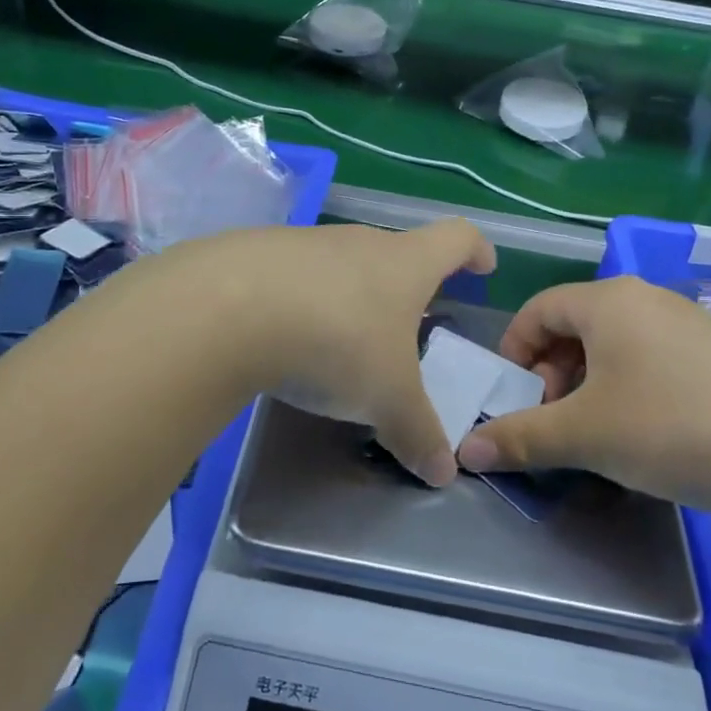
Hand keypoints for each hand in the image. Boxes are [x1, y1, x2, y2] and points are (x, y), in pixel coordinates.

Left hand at [173, 220, 494, 486]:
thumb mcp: (387, 399)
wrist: (229, 307)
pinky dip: (301, 301)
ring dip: (350, 295)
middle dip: (407, 284)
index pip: (456, 238)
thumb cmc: (336, 342)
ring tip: (343, 339)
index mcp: (405, 262)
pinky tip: (286, 336)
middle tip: (408, 323)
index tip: (482, 267)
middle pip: (396, 252)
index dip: (475, 250)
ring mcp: (305, 243)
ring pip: (342, 264)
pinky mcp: (257, 255)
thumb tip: (444, 473)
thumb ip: (418, 433)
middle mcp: (359, 242)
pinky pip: (293, 276)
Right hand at [457, 277, 710, 519]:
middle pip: (576, 326)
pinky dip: (631, 388)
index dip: (514, 352)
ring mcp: (691, 324)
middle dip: (552, 373)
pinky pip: (654, 359)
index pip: (537, 310)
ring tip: (598, 432)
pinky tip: (649, 433)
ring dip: (590, 384)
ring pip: (616, 345)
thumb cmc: (673, 427)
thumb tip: (466, 449)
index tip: (513, 398)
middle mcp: (648, 299)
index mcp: (609, 300)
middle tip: (555, 420)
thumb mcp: (585, 436)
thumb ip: (520, 437)